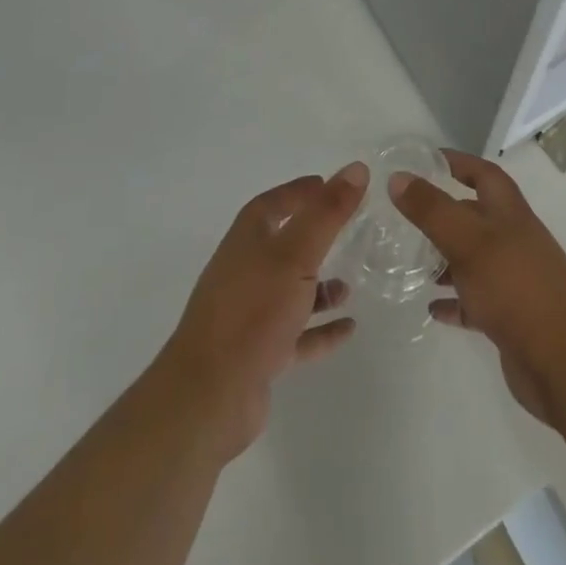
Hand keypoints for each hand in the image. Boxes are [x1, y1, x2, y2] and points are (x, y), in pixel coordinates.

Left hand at [155, 163, 367, 461]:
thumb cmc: (253, 311)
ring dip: (319, 287)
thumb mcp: (296, 254)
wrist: (209, 396)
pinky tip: (349, 328)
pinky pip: (297, 334)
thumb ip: (327, 212)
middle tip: (348, 230)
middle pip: (282, 245)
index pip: (272, 204)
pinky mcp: (258, 354)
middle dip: (313, 237)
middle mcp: (245, 272)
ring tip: (351, 285)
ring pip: (290, 291)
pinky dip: (321, 329)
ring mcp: (250, 315)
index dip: (298, 192)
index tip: (328, 184)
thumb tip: (356, 168)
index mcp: (247, 241)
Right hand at [390, 151, 565, 427]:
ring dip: (445, 258)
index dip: (457, 162)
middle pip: (475, 216)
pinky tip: (431, 307)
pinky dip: (454, 301)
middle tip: (405, 218)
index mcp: (509, 212)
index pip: (482, 174)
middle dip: (443, 213)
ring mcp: (513, 279)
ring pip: (473, 259)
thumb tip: (398, 177)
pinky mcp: (510, 317)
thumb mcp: (468, 241)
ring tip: (412, 263)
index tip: (425, 160)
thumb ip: (432, 209)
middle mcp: (513, 239)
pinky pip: (475, 301)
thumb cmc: (516, 287)